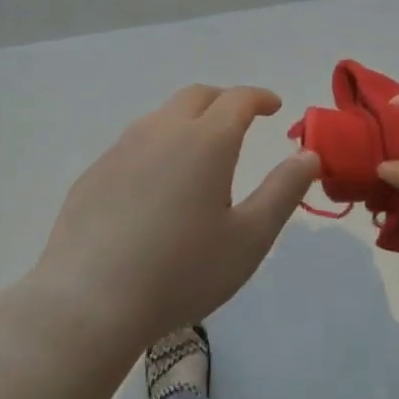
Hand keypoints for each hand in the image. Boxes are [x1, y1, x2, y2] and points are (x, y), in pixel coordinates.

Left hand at [27, 84, 318, 354]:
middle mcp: (161, 131)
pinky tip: (155, 185)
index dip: (260, 97)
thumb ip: (283, 191)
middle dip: (224, 101)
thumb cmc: (182, 272)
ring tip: (199, 152)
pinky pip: (133, 144)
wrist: (90, 301)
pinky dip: (156, 147)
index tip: (274, 107)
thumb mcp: (249, 238)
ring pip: (161, 117)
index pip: (238, 99)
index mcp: (205, 140)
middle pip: (196, 96)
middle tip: (240, 121)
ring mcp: (121, 149)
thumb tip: (308, 155)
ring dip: (188, 121)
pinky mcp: (94, 173)